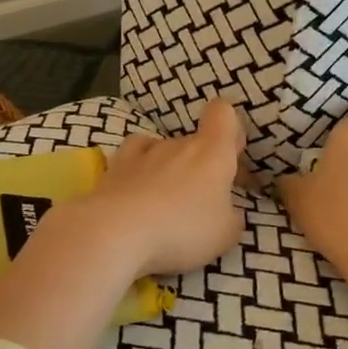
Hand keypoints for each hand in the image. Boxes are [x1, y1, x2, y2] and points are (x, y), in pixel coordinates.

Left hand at [69, 99, 247, 278]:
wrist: (115, 232)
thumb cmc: (182, 230)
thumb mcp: (225, 235)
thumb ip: (231, 217)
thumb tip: (226, 212)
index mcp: (212, 152)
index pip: (223, 113)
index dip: (230, 128)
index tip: (232, 156)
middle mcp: (179, 144)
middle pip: (195, 142)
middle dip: (203, 165)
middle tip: (205, 200)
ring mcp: (144, 153)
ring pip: (165, 150)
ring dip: (171, 169)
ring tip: (167, 201)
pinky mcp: (115, 168)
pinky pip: (134, 158)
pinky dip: (139, 169)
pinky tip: (139, 189)